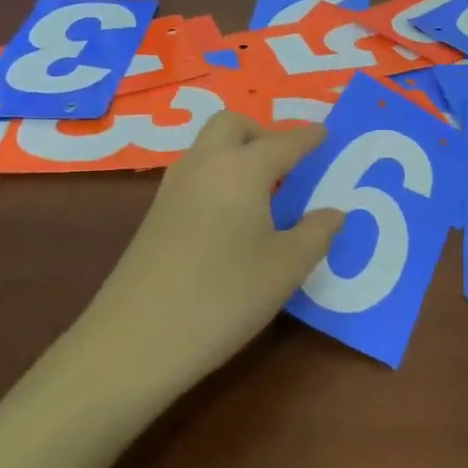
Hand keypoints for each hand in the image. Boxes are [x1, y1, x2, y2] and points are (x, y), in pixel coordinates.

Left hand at [76, 113, 344, 398]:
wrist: (134, 341)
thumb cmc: (223, 297)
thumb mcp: (285, 269)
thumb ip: (316, 233)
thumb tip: (333, 212)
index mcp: (242, 169)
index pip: (284, 142)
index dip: (309, 138)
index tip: (326, 135)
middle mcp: (205, 164)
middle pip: (234, 125)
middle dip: (263, 133)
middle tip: (288, 164)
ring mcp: (173, 187)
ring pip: (209, 146)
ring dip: (237, 152)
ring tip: (265, 191)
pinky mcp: (155, 213)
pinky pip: (196, 172)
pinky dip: (219, 175)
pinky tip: (232, 216)